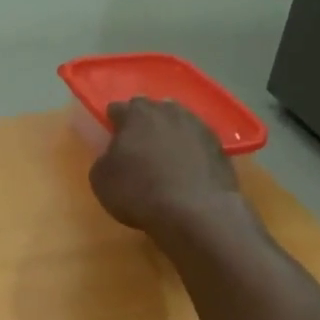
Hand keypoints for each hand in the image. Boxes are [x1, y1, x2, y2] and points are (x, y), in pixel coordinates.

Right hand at [90, 97, 243, 236]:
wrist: (195, 211)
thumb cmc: (139, 193)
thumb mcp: (101, 180)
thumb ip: (105, 159)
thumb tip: (113, 155)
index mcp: (135, 115)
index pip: (118, 108)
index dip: (112, 121)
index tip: (111, 135)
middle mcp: (167, 112)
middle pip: (151, 109)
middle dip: (143, 122)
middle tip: (137, 143)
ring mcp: (197, 126)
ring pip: (177, 121)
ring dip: (169, 132)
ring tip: (164, 154)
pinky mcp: (218, 145)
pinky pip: (197, 141)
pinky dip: (190, 149)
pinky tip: (187, 167)